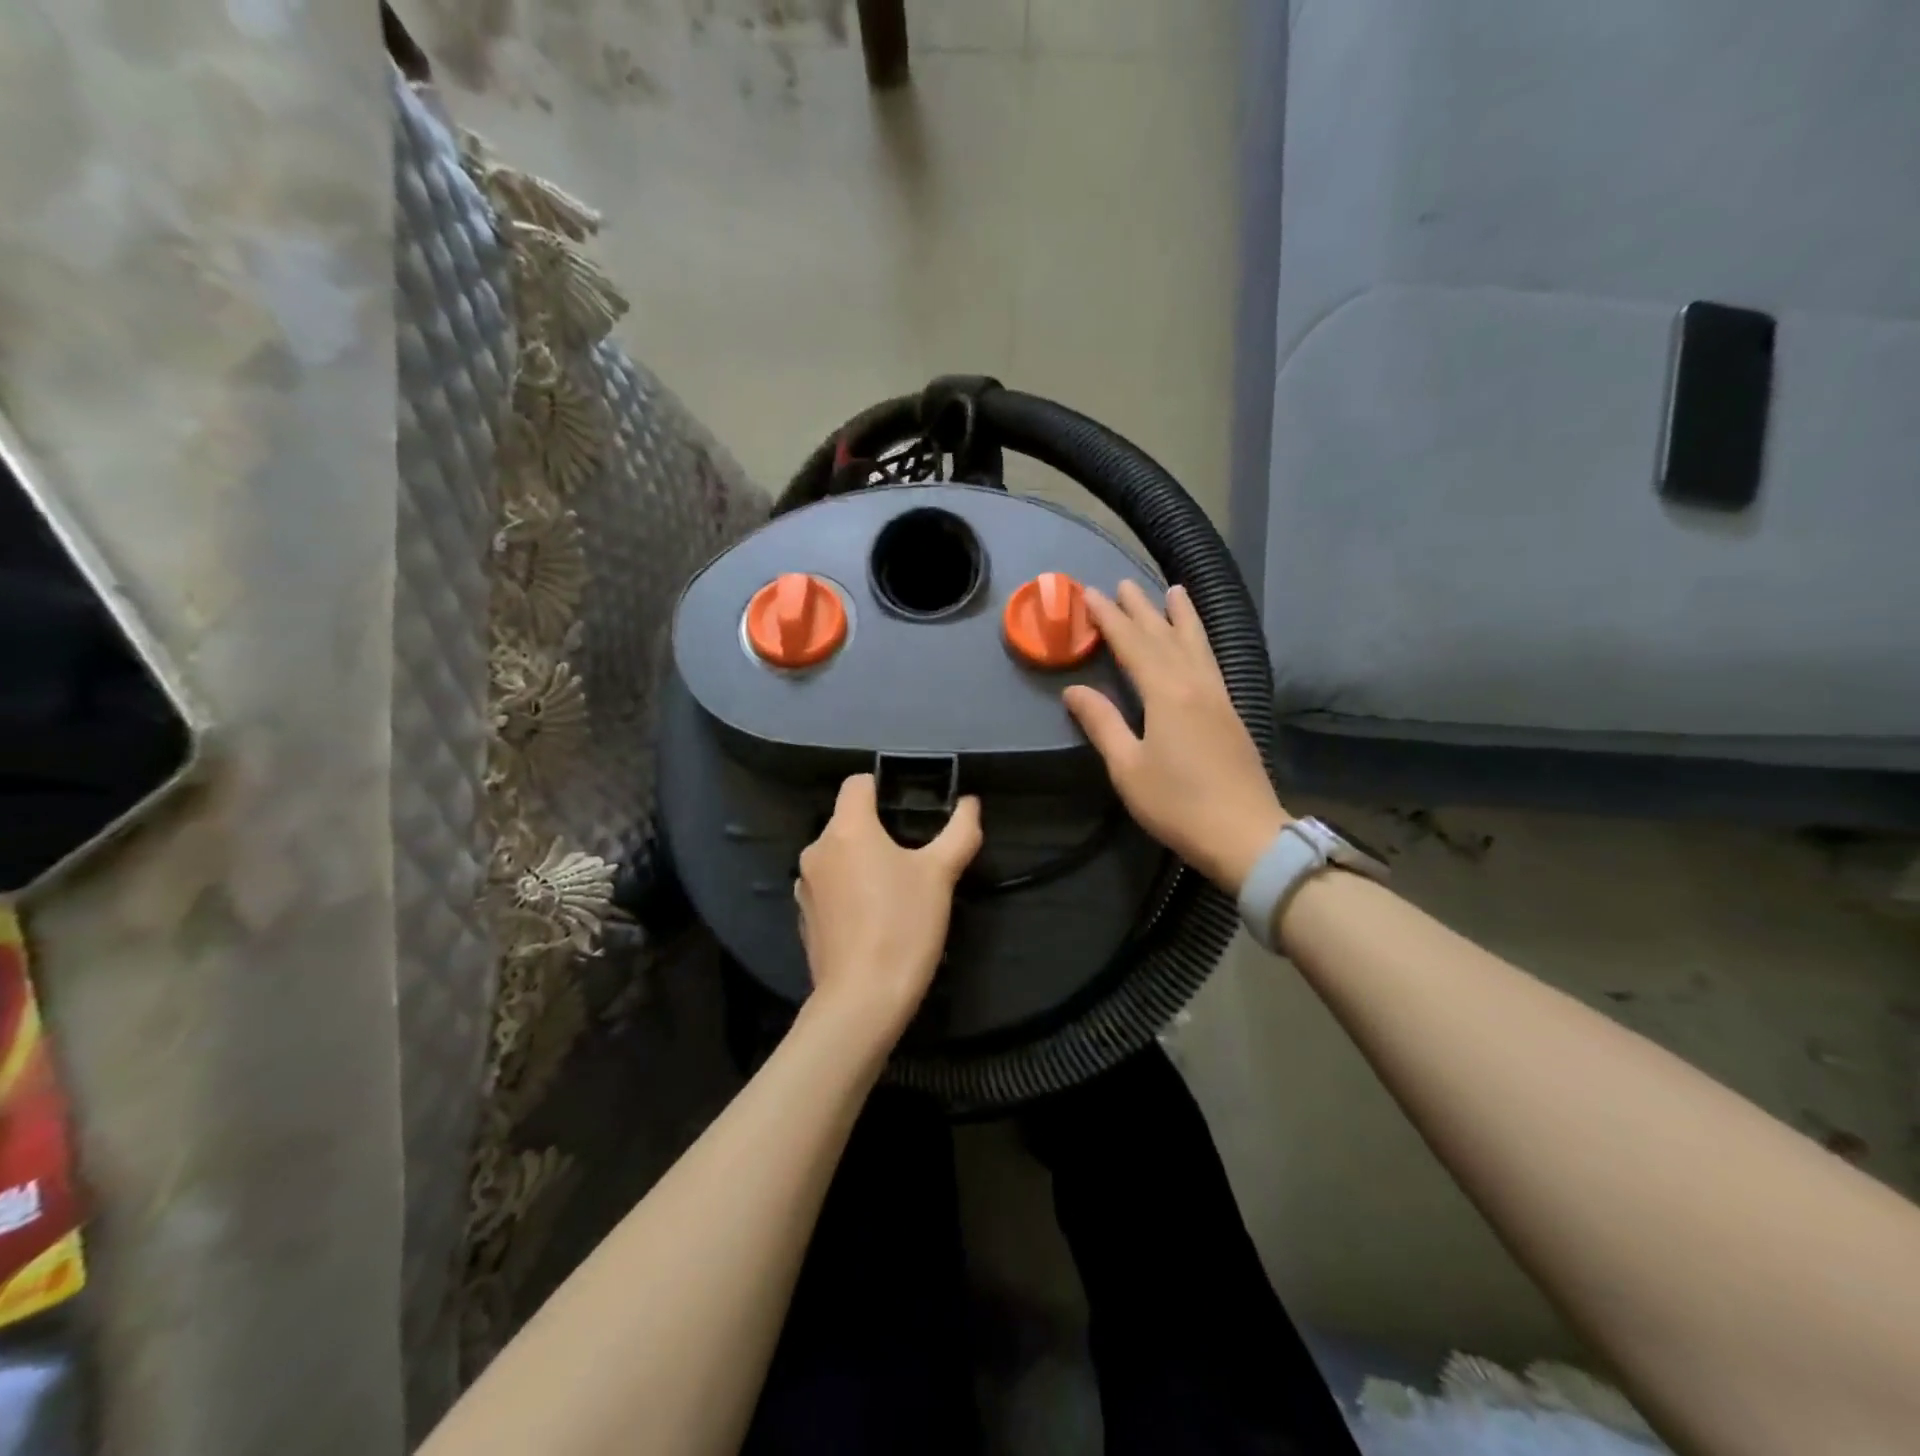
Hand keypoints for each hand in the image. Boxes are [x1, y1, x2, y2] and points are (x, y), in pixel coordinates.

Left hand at [795, 773, 983, 1043]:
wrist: (863, 999)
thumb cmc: (903, 926)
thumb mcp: (941, 875)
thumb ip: (959, 831)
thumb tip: (970, 803)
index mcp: (847, 829)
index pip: (857, 783)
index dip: (884, 787)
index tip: (911, 810)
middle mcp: (816, 849)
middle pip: (848, 820)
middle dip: (879, 829)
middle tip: (914, 854)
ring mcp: (806, 885)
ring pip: (838, 854)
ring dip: (862, 860)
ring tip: (896, 888)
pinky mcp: (804, 916)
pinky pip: (830, 886)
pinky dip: (849, 889)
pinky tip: (873, 916)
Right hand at [1064, 581, 1288, 895]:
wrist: (1245, 834)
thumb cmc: (1178, 804)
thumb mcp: (1128, 767)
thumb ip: (1102, 723)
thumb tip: (1074, 690)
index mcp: (1166, 694)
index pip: (1132, 645)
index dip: (1110, 619)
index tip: (1090, 594)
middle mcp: (1195, 684)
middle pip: (1165, 637)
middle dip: (1142, 609)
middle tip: (1123, 583)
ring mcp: (1218, 697)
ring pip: (1196, 645)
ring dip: (1181, 616)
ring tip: (1174, 590)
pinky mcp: (1231, 713)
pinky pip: (1212, 662)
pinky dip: (1202, 641)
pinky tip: (1199, 642)